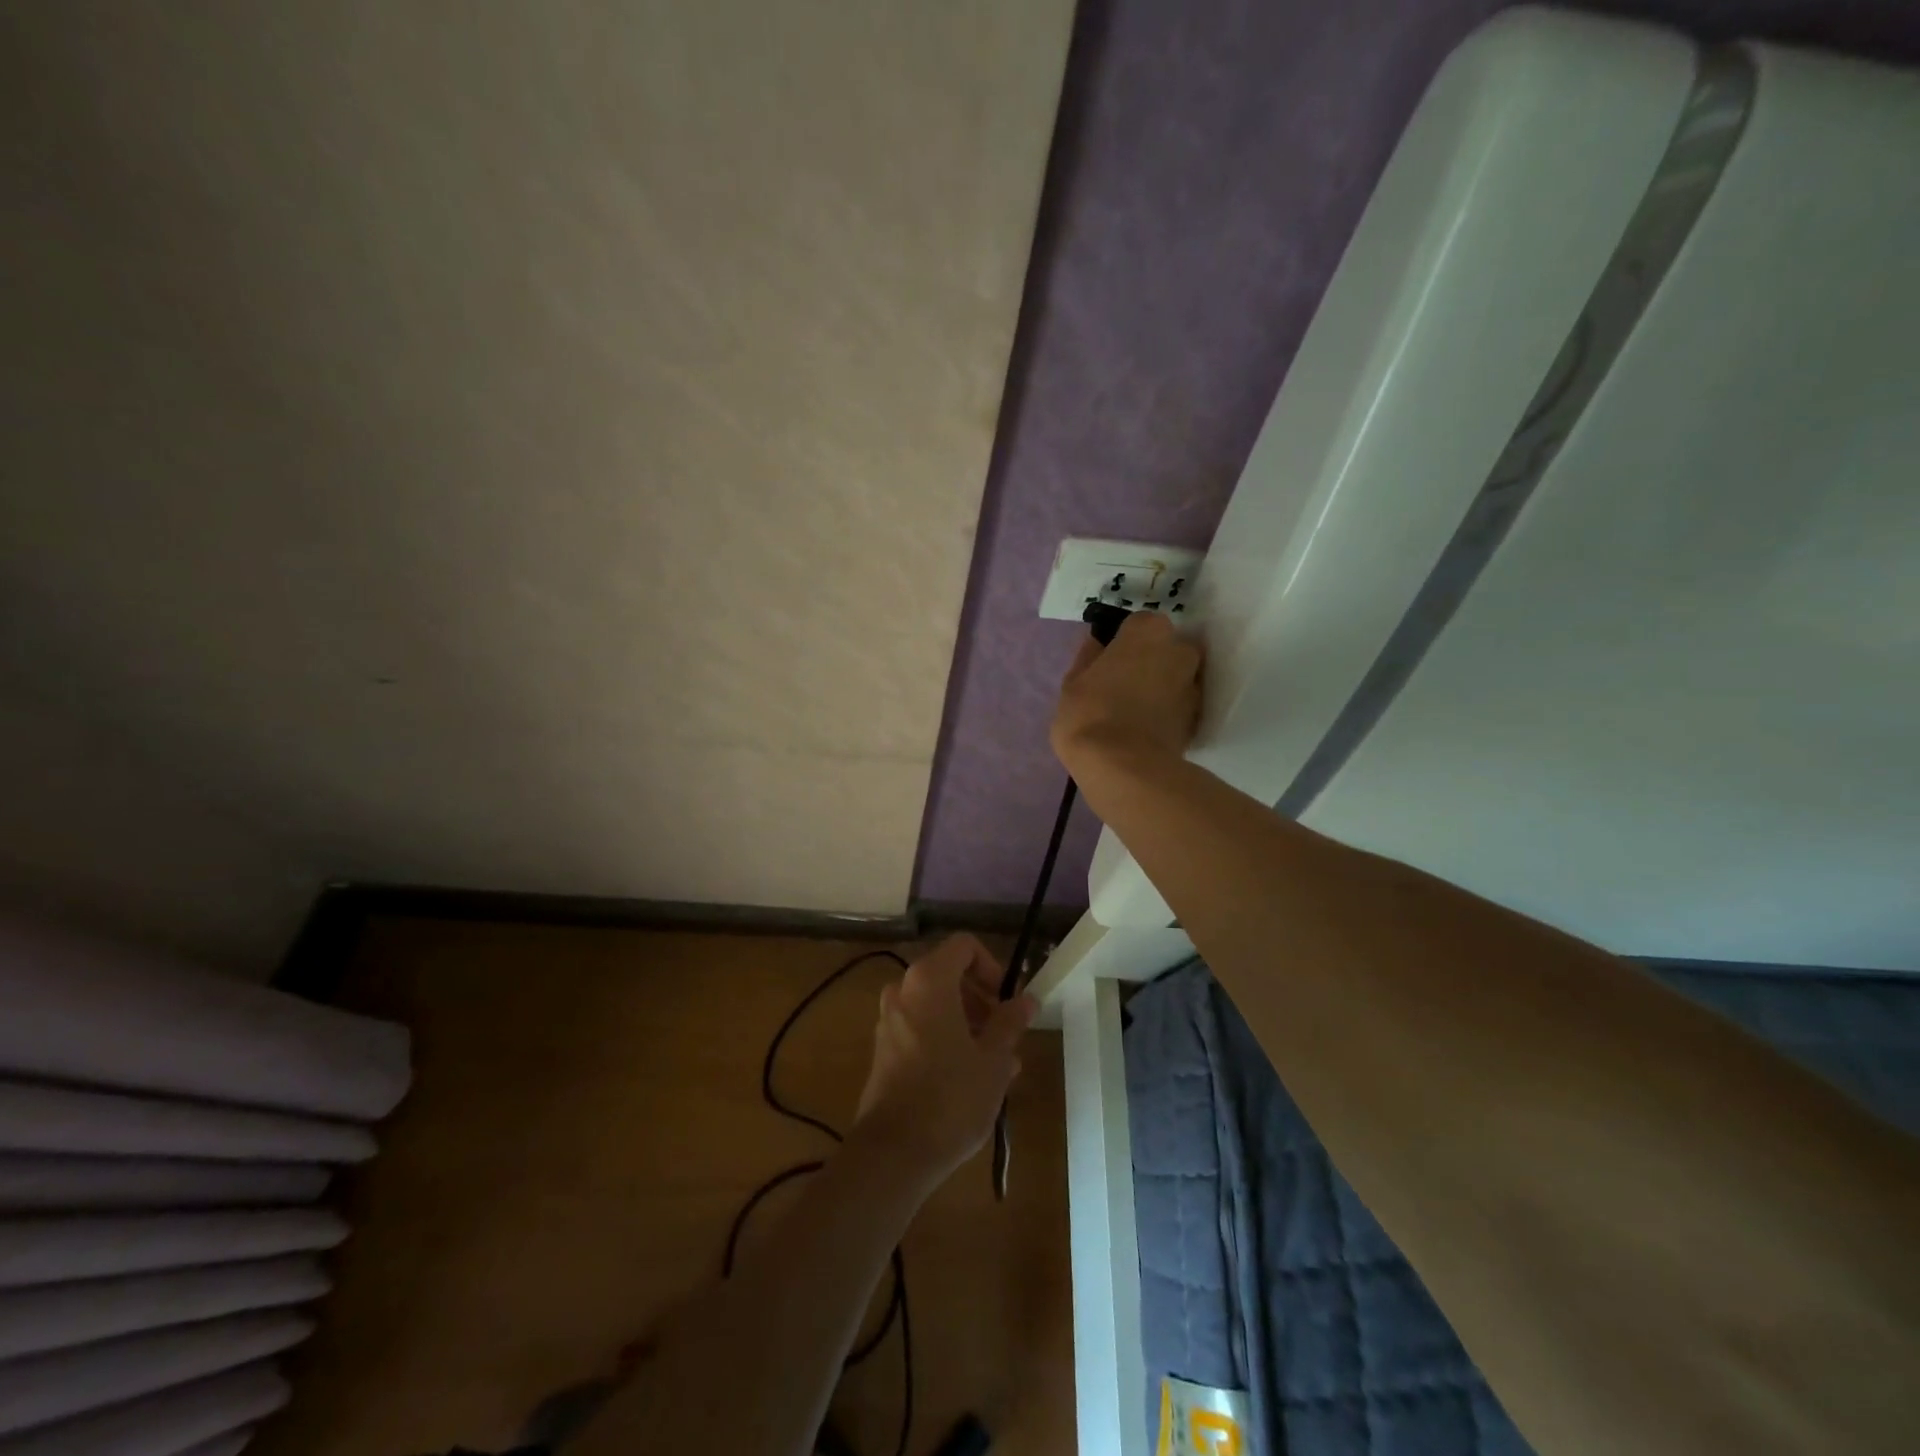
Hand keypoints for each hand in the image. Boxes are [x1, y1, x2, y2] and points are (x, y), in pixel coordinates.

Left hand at [852, 935, 1035, 1184]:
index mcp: (929, 980)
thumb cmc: (951, 1096)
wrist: (893, 1152)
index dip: (992, 966)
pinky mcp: (883, 1048)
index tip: (1007, 1001)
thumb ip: (1010, 1022)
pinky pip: (921, 1027)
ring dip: (968, 1024)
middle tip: (1006, 1036)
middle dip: (982, 1000)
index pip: (964, 946)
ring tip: (996, 1064)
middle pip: (949, 975)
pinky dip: (945, 1038)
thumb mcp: (994, 1059)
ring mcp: (889, 1019)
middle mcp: (903, 990)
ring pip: (936, 1005)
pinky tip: (970, 1078)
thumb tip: (1026, 1000)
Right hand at [1050, 611, 1203, 778]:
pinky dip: (1166, 712)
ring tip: (1132, 712)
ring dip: (1159, 688)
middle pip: (1163, 649)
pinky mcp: (1198, 719)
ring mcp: (1193, 685)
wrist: (1125, 768)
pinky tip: (1144, 730)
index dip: (1121, 643)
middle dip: (1147, 662)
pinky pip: (1178, 706)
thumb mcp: (1073, 683)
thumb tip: (1097, 643)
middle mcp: (1180, 650)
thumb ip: (1088, 658)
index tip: (1107, 662)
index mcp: (1148, 631)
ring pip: (1174, 678)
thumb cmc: (1090, 714)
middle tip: (1120, 686)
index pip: (1137, 625)